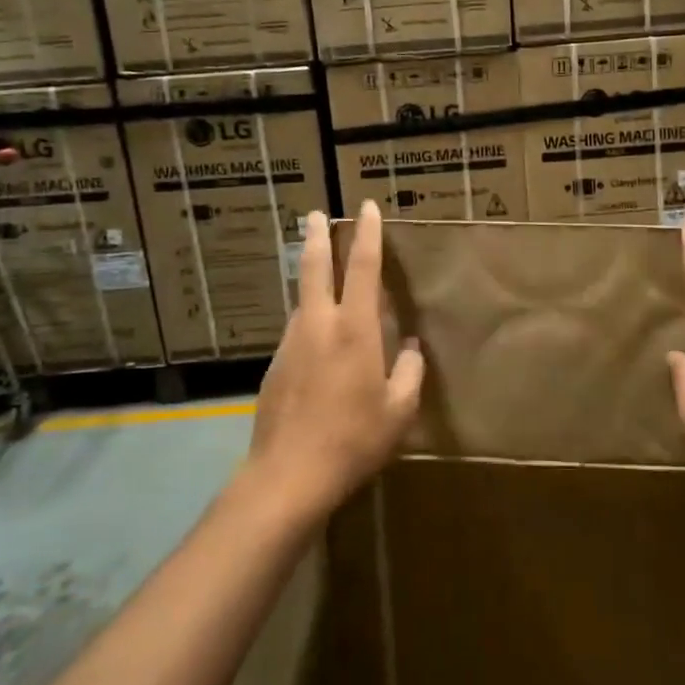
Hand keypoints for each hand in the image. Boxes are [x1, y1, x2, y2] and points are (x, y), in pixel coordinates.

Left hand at [247, 201, 423, 520]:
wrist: (287, 476)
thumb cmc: (353, 440)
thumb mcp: (399, 411)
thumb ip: (409, 373)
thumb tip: (410, 350)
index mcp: (354, 329)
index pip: (362, 267)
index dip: (367, 234)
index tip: (366, 208)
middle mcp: (318, 325)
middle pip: (314, 267)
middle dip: (316, 237)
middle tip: (315, 215)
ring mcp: (291, 344)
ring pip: (302, 300)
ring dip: (311, 279)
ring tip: (322, 276)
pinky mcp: (275, 366)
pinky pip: (297, 331)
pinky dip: (309, 320)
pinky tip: (318, 341)